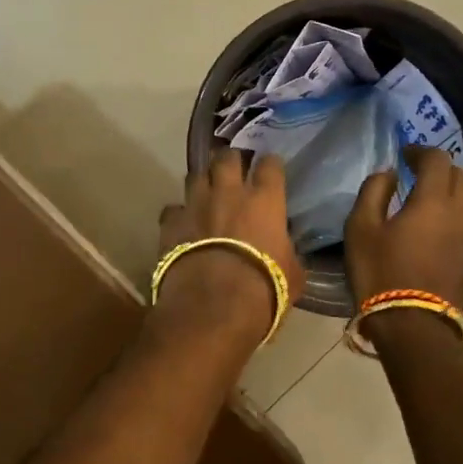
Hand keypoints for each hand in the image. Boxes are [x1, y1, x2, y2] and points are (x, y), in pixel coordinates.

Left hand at [155, 150, 305, 342]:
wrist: (213, 305)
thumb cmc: (263, 289)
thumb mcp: (292, 273)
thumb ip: (287, 252)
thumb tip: (284, 249)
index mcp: (264, 200)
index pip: (270, 165)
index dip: (270, 164)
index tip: (270, 168)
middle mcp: (228, 192)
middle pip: (227, 157)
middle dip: (230, 160)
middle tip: (233, 170)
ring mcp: (195, 204)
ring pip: (195, 175)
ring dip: (202, 182)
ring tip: (205, 193)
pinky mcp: (170, 222)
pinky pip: (173, 209)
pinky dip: (178, 214)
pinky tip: (181, 225)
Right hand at [345, 145, 462, 310]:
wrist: (414, 325)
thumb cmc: (381, 272)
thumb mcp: (361, 228)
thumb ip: (374, 191)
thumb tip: (389, 174)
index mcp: (434, 200)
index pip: (437, 160)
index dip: (420, 150)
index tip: (402, 154)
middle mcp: (460, 212)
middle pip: (460, 174)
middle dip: (438, 167)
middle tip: (414, 171)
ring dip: (448, 187)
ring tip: (423, 194)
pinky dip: (452, 208)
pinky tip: (431, 219)